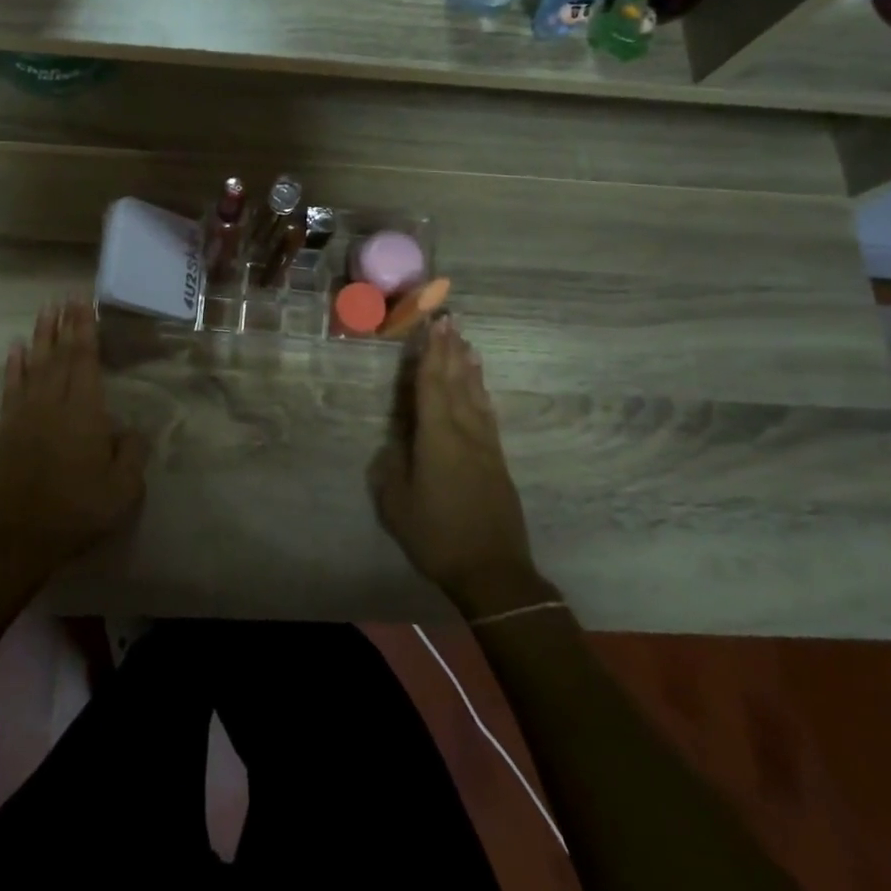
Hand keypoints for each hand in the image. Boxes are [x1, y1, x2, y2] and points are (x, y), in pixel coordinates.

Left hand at [0, 301, 148, 588]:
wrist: (18, 537)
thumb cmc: (77, 511)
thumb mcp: (124, 488)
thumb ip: (132, 452)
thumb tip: (130, 429)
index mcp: (84, 411)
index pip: (84, 359)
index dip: (85, 329)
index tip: (83, 303)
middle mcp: (53, 402)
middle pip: (59, 354)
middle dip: (65, 324)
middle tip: (66, 296)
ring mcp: (26, 413)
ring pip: (35, 364)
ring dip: (41, 336)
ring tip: (45, 310)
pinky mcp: (7, 428)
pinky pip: (11, 387)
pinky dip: (13, 365)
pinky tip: (16, 348)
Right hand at [370, 318, 549, 615]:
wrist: (493, 571)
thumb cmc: (436, 536)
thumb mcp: (396, 503)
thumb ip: (392, 466)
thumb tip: (396, 443)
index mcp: (437, 437)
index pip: (432, 384)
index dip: (430, 352)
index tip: (432, 324)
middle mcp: (464, 432)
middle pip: (456, 381)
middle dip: (450, 349)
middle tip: (449, 319)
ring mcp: (485, 445)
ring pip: (476, 395)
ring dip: (469, 366)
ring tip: (465, 342)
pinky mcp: (497, 461)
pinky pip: (487, 414)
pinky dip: (481, 392)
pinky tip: (480, 386)